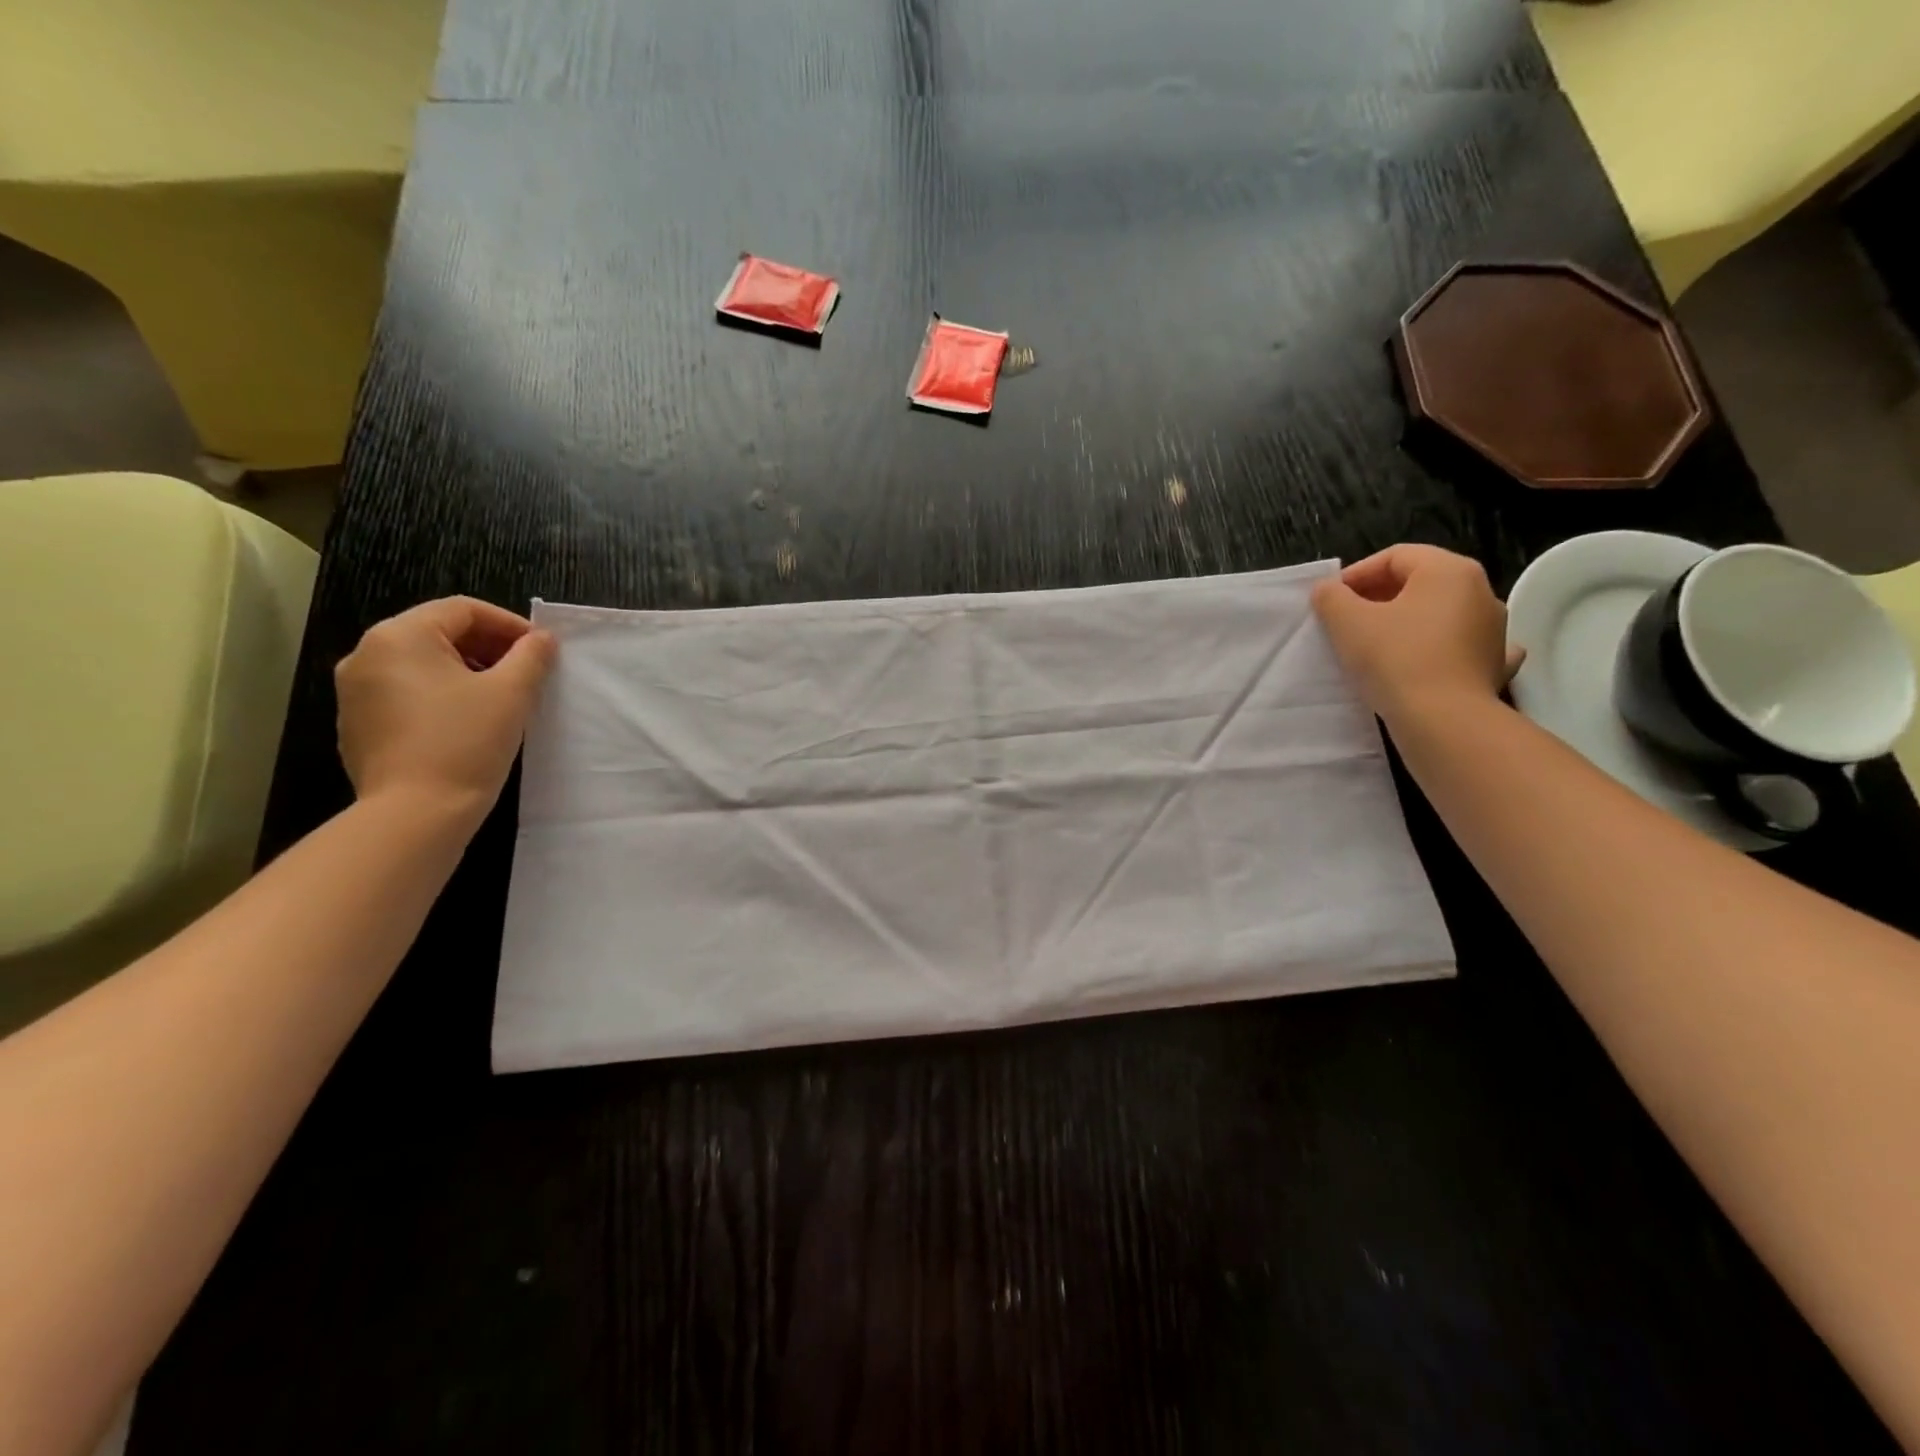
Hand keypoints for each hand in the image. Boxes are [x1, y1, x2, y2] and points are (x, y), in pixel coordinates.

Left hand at [335, 597, 556, 825]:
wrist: (415, 813)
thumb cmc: (466, 742)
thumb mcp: (512, 693)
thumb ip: (531, 656)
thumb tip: (542, 639)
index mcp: (400, 637)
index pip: (462, 610)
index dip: (509, 623)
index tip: (541, 648)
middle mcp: (366, 654)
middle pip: (438, 633)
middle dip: (488, 647)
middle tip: (526, 671)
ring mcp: (355, 692)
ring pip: (422, 664)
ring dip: (466, 671)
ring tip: (502, 698)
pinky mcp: (358, 724)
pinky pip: (406, 693)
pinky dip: (441, 695)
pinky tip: (469, 723)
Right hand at [1311, 545, 1522, 723]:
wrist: (1443, 720)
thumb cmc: (1395, 659)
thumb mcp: (1347, 622)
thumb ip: (1332, 597)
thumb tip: (1328, 590)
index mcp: (1449, 571)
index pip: (1395, 556)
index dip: (1356, 574)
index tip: (1330, 600)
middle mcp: (1481, 592)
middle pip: (1420, 583)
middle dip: (1379, 597)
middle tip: (1346, 621)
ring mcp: (1494, 630)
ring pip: (1441, 615)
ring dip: (1408, 622)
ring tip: (1377, 644)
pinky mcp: (1494, 665)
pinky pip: (1464, 647)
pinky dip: (1443, 649)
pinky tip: (1430, 661)